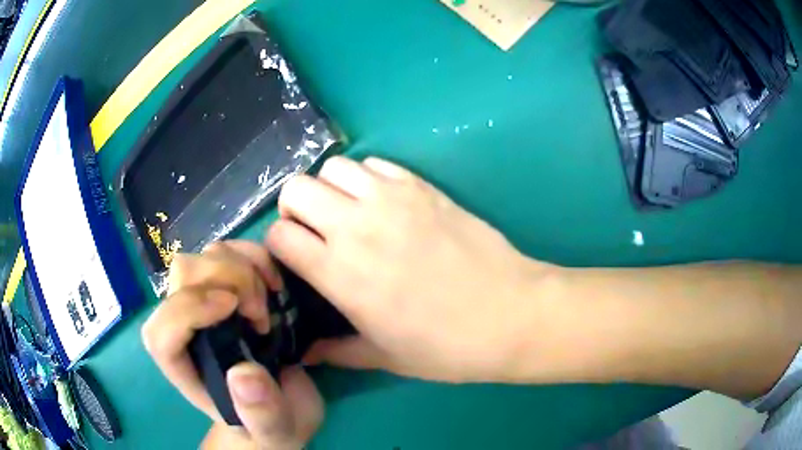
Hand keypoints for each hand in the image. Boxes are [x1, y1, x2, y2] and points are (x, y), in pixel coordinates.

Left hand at [142, 241, 322, 448]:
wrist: (279, 408)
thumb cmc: (270, 425)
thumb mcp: (275, 432)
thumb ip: (261, 414)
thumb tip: (243, 374)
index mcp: (185, 369)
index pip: (160, 332)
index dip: (186, 309)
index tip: (234, 309)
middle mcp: (185, 329)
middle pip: (181, 277)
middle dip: (225, 280)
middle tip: (260, 313)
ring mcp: (204, 303)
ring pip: (203, 256)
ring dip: (241, 268)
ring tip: (266, 305)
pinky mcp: (227, 288)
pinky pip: (230, 251)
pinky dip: (252, 256)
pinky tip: (272, 282)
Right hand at [268, 157, 556, 382]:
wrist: (510, 314)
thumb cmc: (446, 346)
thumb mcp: (384, 356)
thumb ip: (337, 351)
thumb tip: (307, 352)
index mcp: (340, 273)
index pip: (278, 235)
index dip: (278, 244)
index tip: (292, 257)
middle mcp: (356, 226)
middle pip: (296, 188)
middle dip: (294, 207)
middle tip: (314, 229)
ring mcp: (392, 199)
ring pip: (333, 167)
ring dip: (329, 187)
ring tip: (347, 211)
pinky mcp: (422, 186)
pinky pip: (376, 163)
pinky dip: (367, 177)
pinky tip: (382, 201)